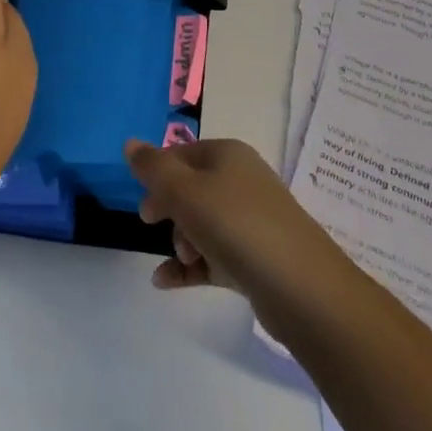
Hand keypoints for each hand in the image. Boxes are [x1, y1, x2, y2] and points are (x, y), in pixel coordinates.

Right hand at [125, 137, 348, 306]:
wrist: (301, 287)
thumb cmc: (236, 225)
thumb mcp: (185, 191)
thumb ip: (153, 168)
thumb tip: (130, 143)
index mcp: (228, 155)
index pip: (182, 154)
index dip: (158, 175)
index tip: (144, 202)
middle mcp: (241, 181)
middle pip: (191, 188)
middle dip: (169, 209)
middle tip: (152, 225)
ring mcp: (252, 220)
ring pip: (202, 223)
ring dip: (181, 241)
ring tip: (183, 260)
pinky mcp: (256, 257)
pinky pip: (214, 255)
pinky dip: (190, 267)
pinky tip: (164, 283)